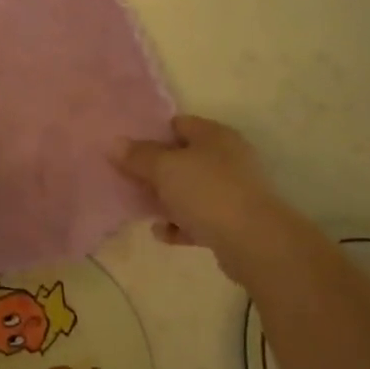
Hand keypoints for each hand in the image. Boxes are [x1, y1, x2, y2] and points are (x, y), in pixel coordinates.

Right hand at [112, 115, 299, 278]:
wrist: (255, 244)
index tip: (127, 147)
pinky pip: (198, 219)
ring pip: (190, 190)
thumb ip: (139, 156)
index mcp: (214, 135)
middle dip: (156, 169)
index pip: (179, 124)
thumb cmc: (208, 192)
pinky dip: (179, 224)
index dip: (152, 133)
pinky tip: (161, 232)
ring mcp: (232, 191)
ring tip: (139, 206)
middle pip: (183, 158)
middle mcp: (227, 158)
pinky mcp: (233, 223)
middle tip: (127, 178)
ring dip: (166, 199)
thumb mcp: (165, 168)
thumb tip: (115, 143)